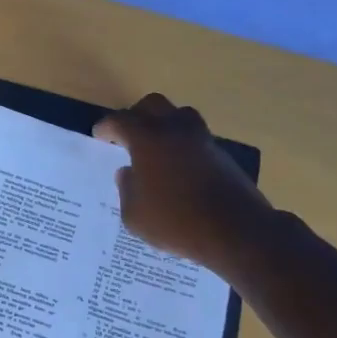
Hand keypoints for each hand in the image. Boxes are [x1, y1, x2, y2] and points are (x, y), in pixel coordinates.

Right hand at [94, 94, 273, 279]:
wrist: (236, 232)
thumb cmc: (176, 222)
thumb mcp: (134, 214)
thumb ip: (126, 189)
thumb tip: (128, 173)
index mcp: (148, 139)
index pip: (120, 120)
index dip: (107, 127)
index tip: (100, 135)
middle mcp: (175, 130)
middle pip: (153, 105)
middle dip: (136, 115)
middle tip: (127, 134)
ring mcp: (202, 140)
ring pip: (180, 115)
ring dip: (164, 124)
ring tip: (156, 146)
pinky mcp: (222, 155)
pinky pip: (196, 138)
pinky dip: (183, 144)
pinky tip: (177, 166)